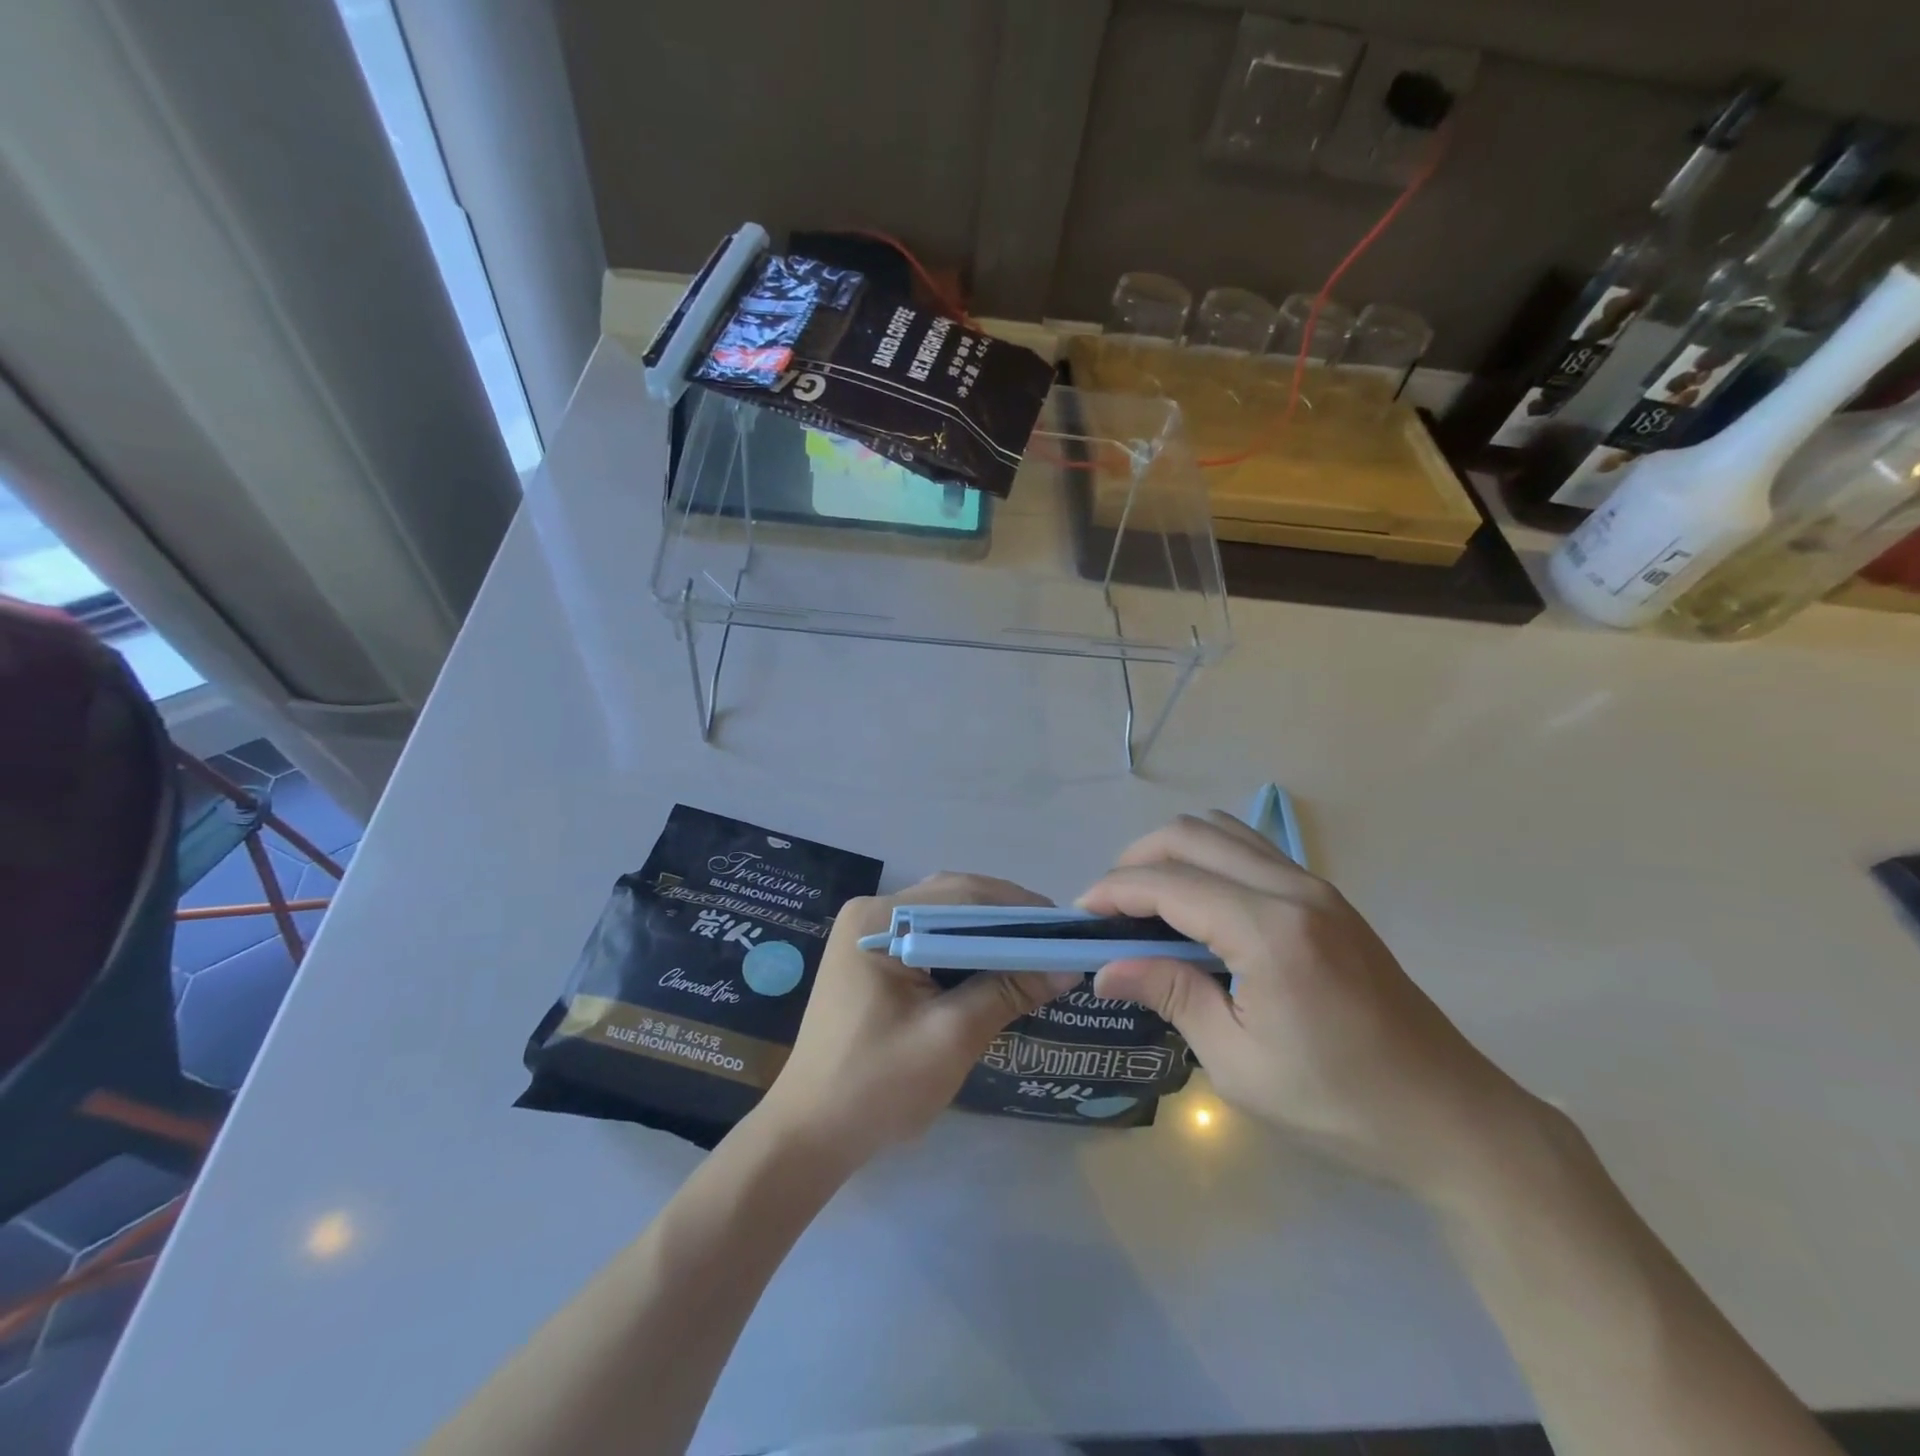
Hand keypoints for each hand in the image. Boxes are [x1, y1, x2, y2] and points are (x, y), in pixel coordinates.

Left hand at [758, 872, 1082, 1167]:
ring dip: (989, 937)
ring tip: (1035, 957)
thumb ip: (1006, 992)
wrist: (809, 1135)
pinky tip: (996, 972)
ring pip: (945, 921)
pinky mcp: (873, 960)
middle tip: (1056, 944)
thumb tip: (1067, 966)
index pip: (963, 896)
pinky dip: (966, 954)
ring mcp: (869, 935)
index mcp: (879, 920)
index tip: (1066, 930)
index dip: (1019, 910)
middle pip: (953, 901)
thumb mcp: (950, 1038)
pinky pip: (930, 942)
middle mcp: (871, 914)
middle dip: (1006, 921)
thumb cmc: (876, 1086)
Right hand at [1080, 814, 1533, 1199]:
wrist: (1451, 1118)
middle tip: (1108, 911)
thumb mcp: (1239, 1063)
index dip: (1112, 892)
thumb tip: (1105, 968)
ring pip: (1221, 830)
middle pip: (1189, 835)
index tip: (1079, 920)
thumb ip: (1170, 995)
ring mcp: (1315, 886)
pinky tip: (1198, 906)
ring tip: (1147, 904)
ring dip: (1172, 854)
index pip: (1167, 883)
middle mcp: (1292, 888)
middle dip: (1134, 861)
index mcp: (1269, 930)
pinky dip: (1208, 859)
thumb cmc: (1339, 1104)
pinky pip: (1250, 849)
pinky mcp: (1327, 897)